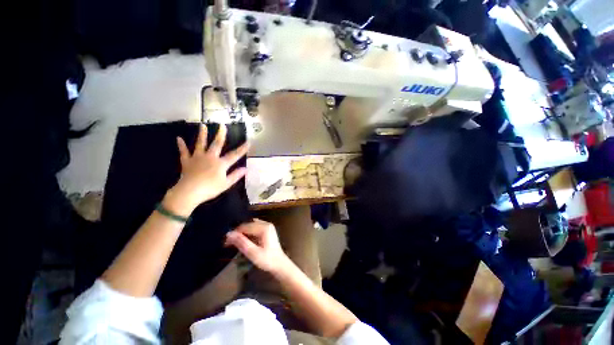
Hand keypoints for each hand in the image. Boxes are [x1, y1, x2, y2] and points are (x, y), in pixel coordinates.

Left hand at [163, 124, 248, 216]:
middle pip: (217, 144)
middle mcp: (210, 157)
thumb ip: (236, 175)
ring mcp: (198, 158)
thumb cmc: (210, 188)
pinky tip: (179, 138)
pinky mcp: (187, 161)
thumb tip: (245, 168)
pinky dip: (181, 145)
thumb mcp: (226, 184)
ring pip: (200, 144)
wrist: (189, 192)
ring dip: (202, 135)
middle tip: (222, 125)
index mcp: (221, 163)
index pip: (234, 155)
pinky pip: (184, 152)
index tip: (248, 142)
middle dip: (220, 134)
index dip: (242, 149)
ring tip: (202, 125)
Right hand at [224, 219, 290, 273]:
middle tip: (227, 243)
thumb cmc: (267, 260)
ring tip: (234, 242)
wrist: (280, 264)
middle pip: (248, 225)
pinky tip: (243, 241)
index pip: (245, 226)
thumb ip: (241, 242)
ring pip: (250, 226)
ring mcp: (268, 226)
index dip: (234, 233)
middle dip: (237, 233)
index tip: (225, 242)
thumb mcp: (253, 253)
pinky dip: (248, 233)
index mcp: (264, 227)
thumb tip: (229, 234)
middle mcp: (266, 224)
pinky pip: (255, 228)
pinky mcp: (267, 230)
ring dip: (242, 233)